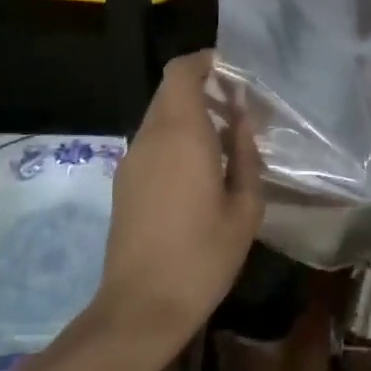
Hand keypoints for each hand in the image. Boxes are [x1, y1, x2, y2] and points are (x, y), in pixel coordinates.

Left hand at [91, 51, 263, 350]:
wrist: (141, 308)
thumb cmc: (203, 255)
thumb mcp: (244, 207)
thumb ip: (246, 155)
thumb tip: (241, 122)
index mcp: (181, 134)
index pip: (181, 72)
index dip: (204, 62)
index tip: (233, 71)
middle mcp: (151, 137)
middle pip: (171, 91)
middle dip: (203, 88)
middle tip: (238, 107)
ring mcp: (132, 160)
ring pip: (161, 117)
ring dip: (191, 115)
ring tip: (226, 139)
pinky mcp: (124, 182)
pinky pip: (153, 142)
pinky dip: (177, 138)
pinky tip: (202, 169)